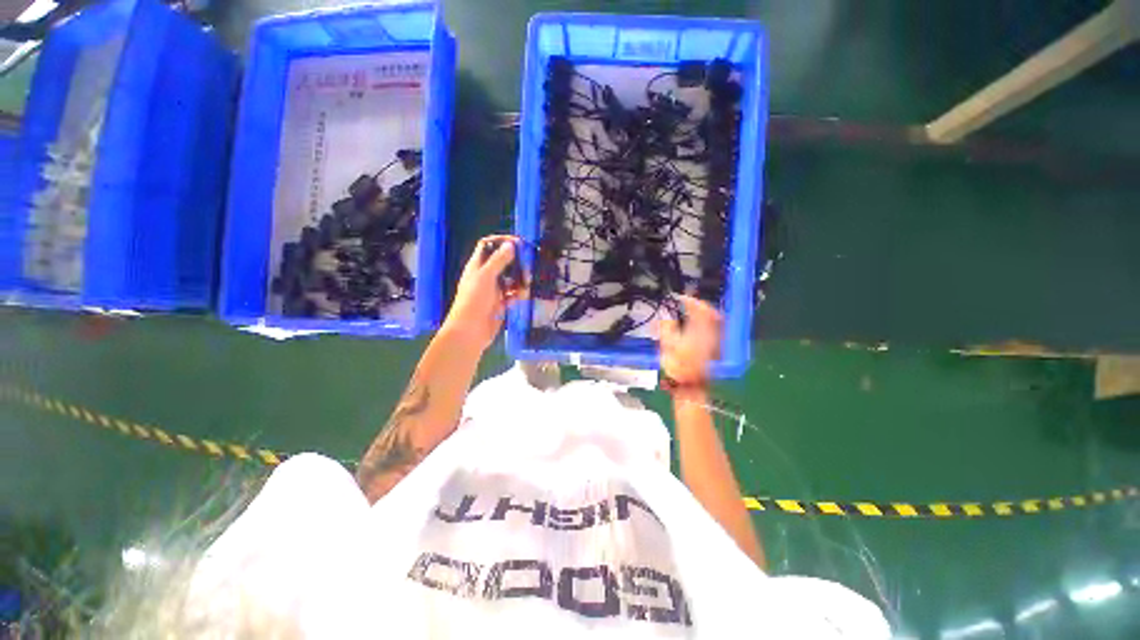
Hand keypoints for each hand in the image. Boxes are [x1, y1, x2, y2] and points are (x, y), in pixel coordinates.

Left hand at [441, 235, 524, 352]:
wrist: (470, 331)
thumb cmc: (474, 301)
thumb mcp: (486, 277)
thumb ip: (499, 261)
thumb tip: (511, 244)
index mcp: (477, 266)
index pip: (488, 246)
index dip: (501, 242)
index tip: (518, 243)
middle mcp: (485, 276)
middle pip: (503, 262)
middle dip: (516, 263)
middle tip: (528, 266)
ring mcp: (493, 290)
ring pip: (510, 279)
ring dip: (519, 280)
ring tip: (527, 284)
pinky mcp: (500, 303)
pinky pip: (512, 294)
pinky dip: (518, 294)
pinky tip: (521, 297)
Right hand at [658, 295, 721, 385]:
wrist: (691, 387)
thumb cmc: (678, 367)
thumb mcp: (667, 345)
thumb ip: (666, 327)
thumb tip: (665, 316)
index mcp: (699, 330)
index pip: (699, 309)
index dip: (690, 300)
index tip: (680, 298)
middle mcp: (710, 334)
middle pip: (710, 313)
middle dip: (700, 305)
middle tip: (689, 302)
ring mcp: (715, 342)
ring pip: (714, 321)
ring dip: (704, 313)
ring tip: (693, 311)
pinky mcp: (715, 349)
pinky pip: (714, 330)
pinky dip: (707, 323)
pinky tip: (699, 326)